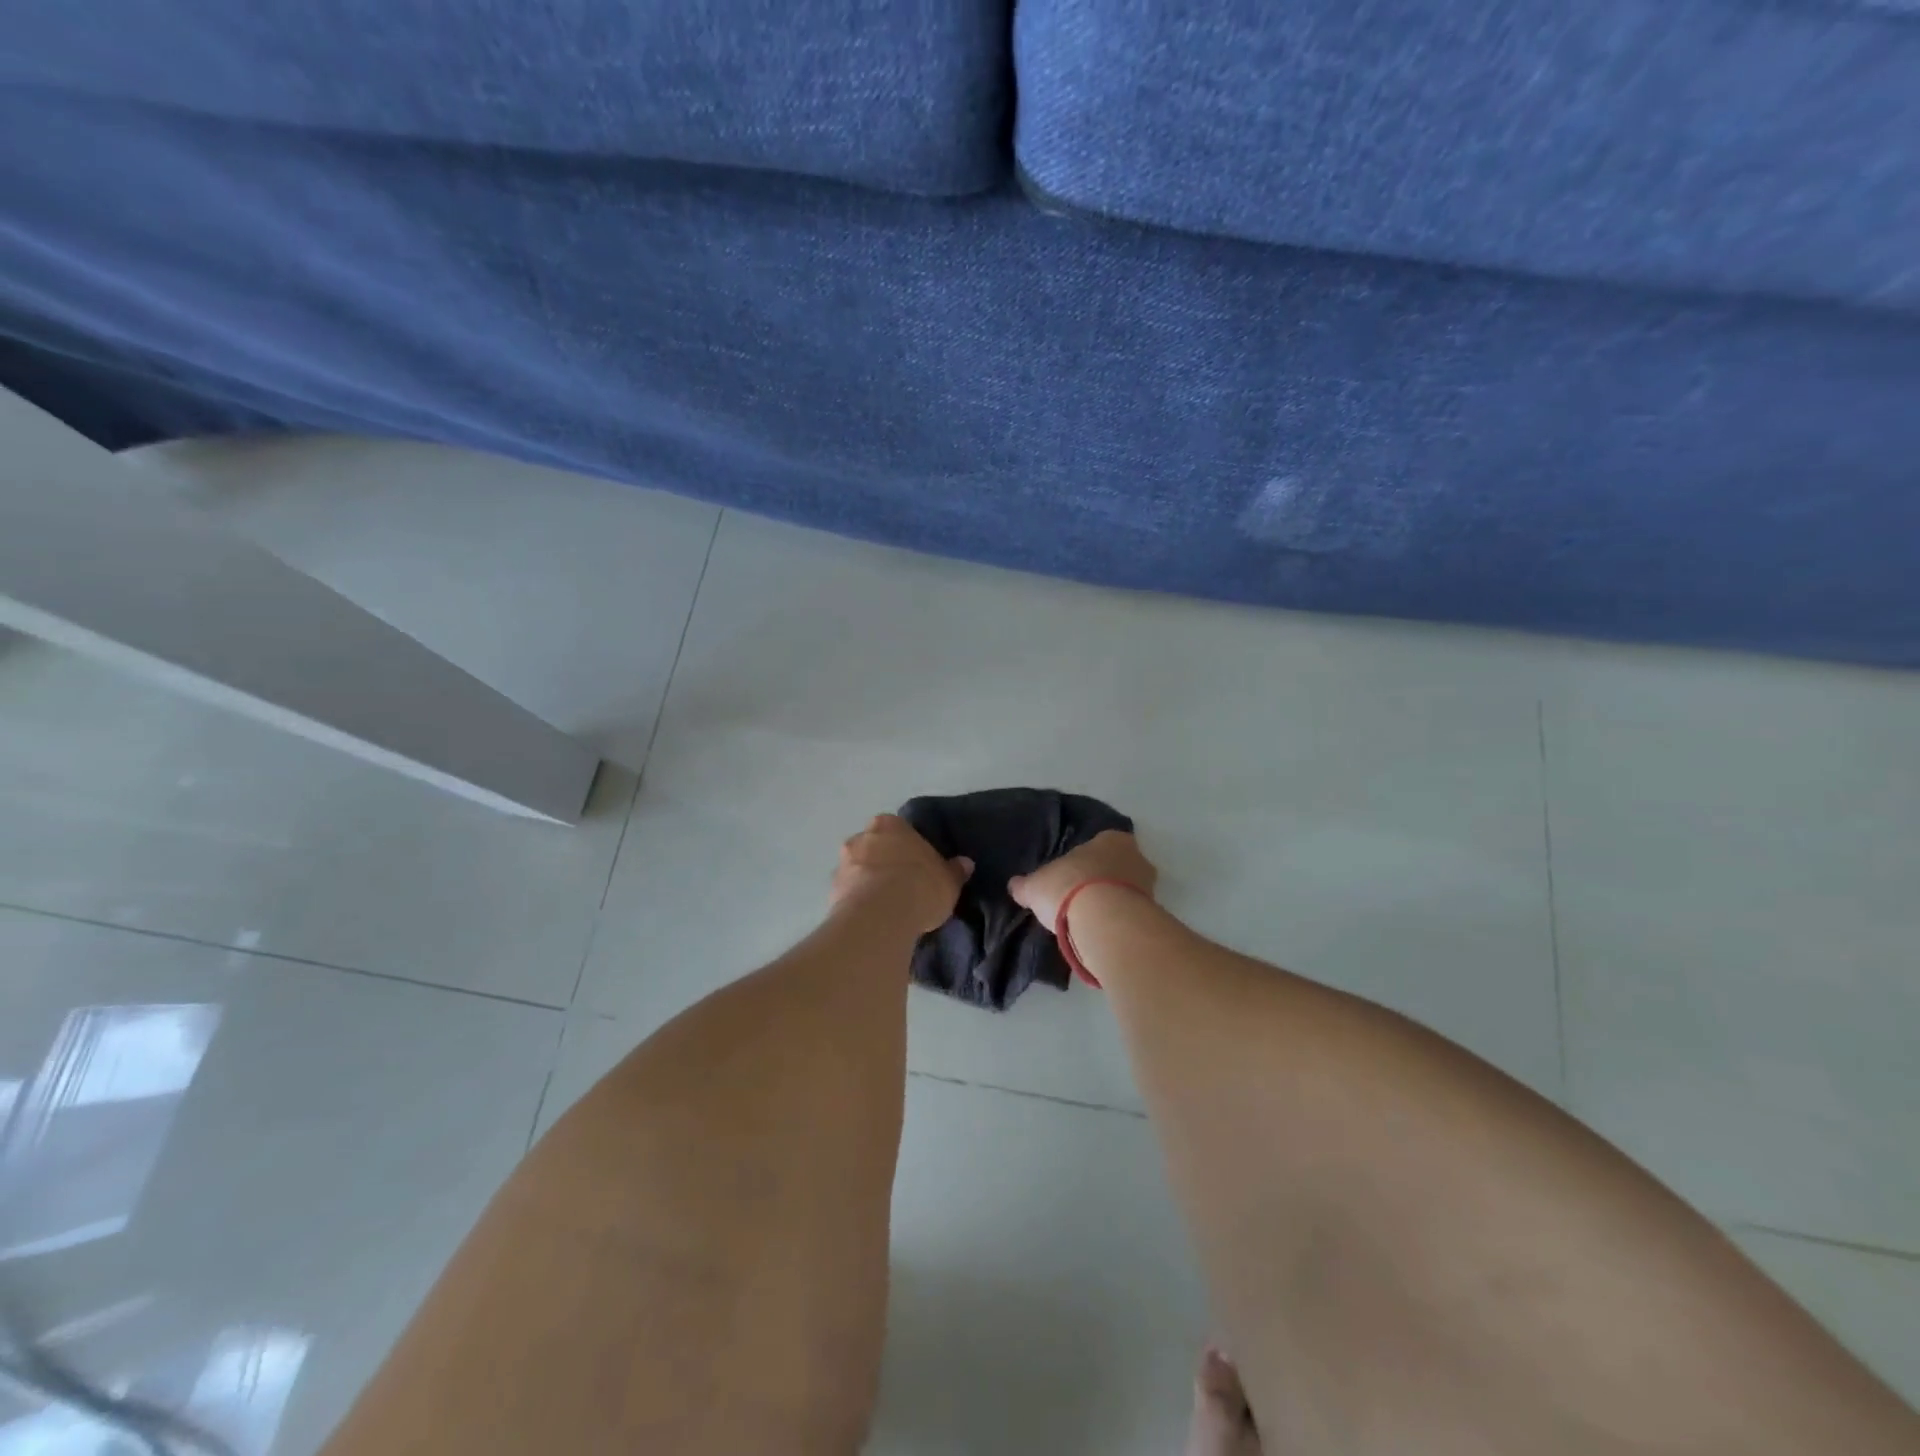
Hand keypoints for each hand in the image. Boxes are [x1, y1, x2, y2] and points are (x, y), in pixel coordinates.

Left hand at [830, 814, 972, 933]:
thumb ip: (955, 870)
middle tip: (901, 885)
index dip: (907, 848)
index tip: (916, 866)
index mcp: (890, 824)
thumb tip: (965, 863)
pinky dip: (858, 902)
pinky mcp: (831, 892)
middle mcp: (861, 837)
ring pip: (858, 869)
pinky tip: (873, 919)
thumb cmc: (920, 886)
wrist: (881, 915)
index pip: (898, 830)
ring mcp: (843, 863)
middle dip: (883, 862)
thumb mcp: (948, 880)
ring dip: (868, 882)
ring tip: (886, 907)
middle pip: (874, 847)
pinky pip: (849, 894)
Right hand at [1008, 829, 1157, 932]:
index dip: (1084, 859)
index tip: (1071, 874)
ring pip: (1127, 893)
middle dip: (1102, 881)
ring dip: (1112, 905)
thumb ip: (1026, 885)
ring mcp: (1149, 888)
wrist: (1105, 923)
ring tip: (1088, 922)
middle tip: (1079, 898)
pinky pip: (1130, 917)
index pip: (1100, 842)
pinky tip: (1100, 935)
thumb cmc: (1070, 887)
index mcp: (1112, 839)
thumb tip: (1014, 885)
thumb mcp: (1036, 886)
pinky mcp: (1153, 917)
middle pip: (1118, 867)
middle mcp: (1137, 857)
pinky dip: (1117, 925)